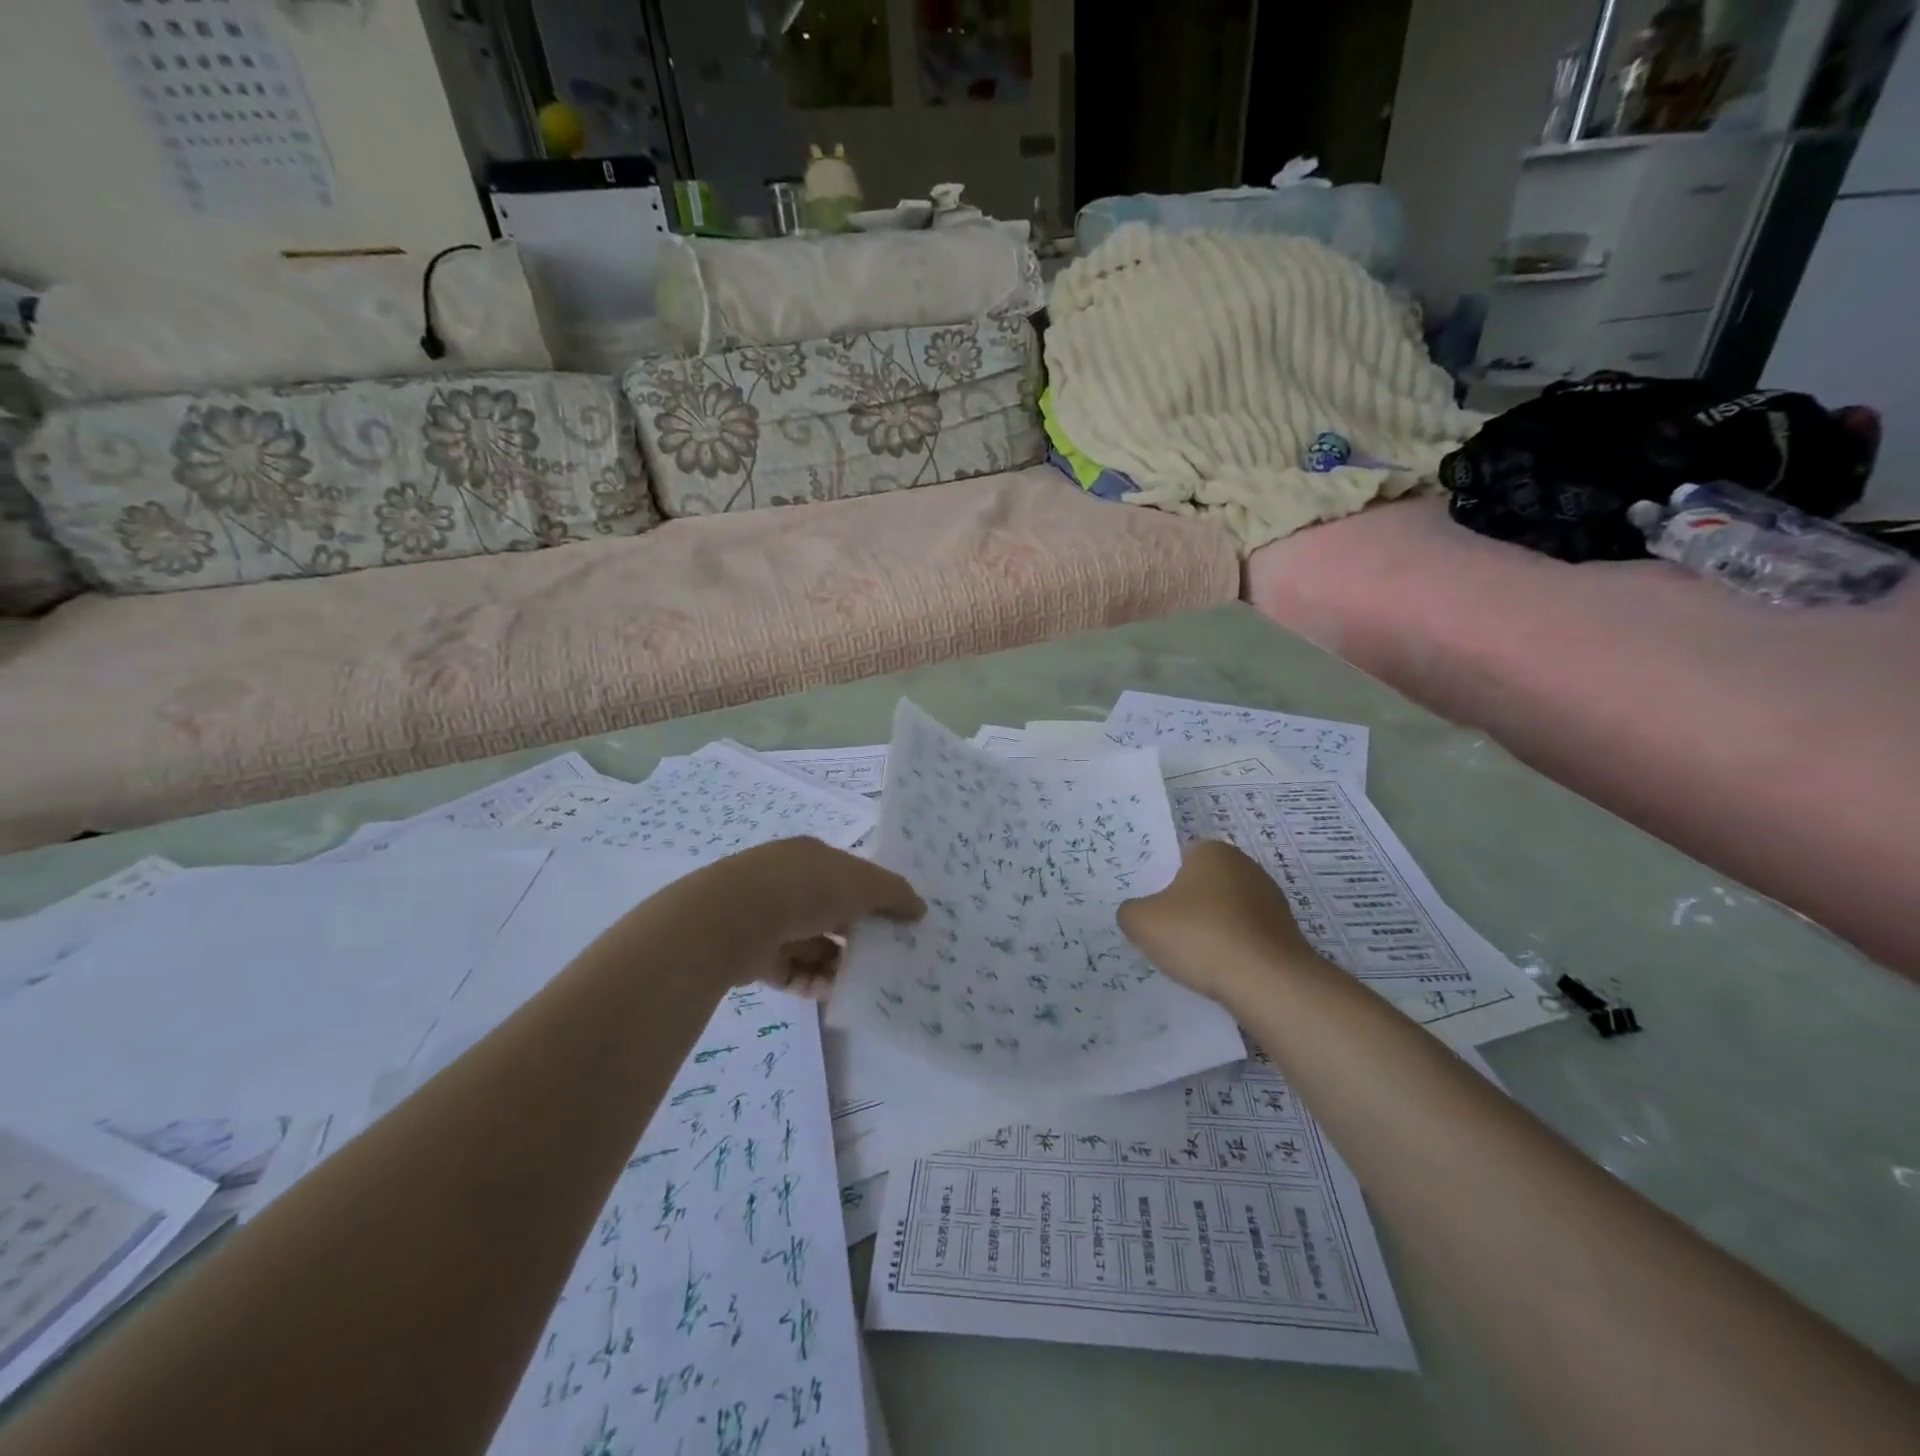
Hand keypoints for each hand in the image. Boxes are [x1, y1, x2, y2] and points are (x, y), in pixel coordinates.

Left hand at [677, 838, 924, 994]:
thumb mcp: (861, 883)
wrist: (732, 919)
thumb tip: (919, 908)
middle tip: (887, 958)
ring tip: (863, 982)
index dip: (875, 897)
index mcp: (811, 858)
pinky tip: (831, 992)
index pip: (850, 876)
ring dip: (837, 964)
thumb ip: (894, 893)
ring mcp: (768, 920)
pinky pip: (792, 971)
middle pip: (832, 912)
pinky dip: (812, 982)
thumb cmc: (804, 888)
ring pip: (813, 945)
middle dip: (858, 935)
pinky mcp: (753, 956)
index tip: (899, 923)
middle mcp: (788, 884)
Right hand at [1118, 839, 1320, 1003]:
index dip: (1160, 880)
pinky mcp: (1284, 933)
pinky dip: (1231, 950)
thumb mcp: (1142, 922)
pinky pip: (1245, 936)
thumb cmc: (1200, 936)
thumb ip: (1130, 911)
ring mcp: (1271, 900)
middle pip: (1202, 884)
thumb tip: (1136, 914)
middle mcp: (1246, 866)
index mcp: (1212, 852)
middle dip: (1185, 905)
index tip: (1150, 907)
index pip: (1178, 857)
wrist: (1268, 982)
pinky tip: (1217, 970)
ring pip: (1225, 912)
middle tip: (1162, 932)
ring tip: (1189, 959)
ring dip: (1209, 930)